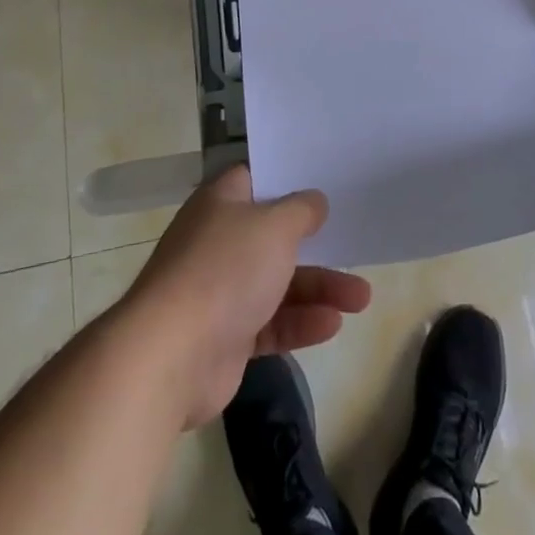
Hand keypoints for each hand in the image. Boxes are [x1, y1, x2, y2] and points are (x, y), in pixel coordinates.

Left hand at [122, 164, 371, 428]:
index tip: (323, 181)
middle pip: (273, 235)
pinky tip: (334, 324)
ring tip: (362, 298)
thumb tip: (314, 201)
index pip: (256, 180)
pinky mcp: (227, 337)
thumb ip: (301, 210)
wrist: (172, 356)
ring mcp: (221, 291)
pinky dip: (301, 323)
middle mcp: (219, 241)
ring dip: (319, 288)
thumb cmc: (225, 270)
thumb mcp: (275, 226)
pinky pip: (272, 324)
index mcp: (221, 203)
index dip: (287, 179)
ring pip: (279, 282)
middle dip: (315, 242)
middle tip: (352, 240)